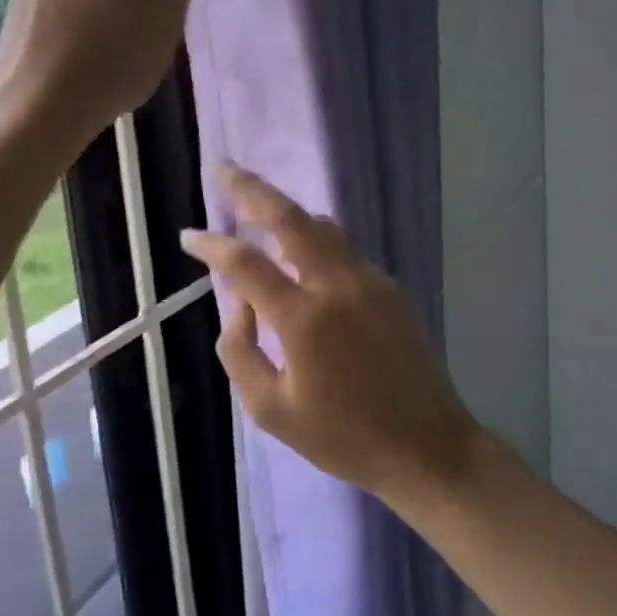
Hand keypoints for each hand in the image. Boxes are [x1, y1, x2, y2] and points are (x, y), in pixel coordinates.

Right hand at [179, 163, 479, 505]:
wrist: (427, 447)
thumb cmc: (343, 438)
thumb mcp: (270, 410)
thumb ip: (240, 349)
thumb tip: (238, 302)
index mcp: (304, 320)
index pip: (245, 265)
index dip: (211, 245)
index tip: (189, 237)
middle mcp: (337, 286)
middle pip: (289, 219)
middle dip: (251, 189)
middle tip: (224, 168)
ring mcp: (370, 281)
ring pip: (321, 227)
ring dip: (286, 210)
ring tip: (257, 203)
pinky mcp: (390, 287)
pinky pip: (343, 249)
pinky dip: (313, 238)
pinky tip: (300, 250)